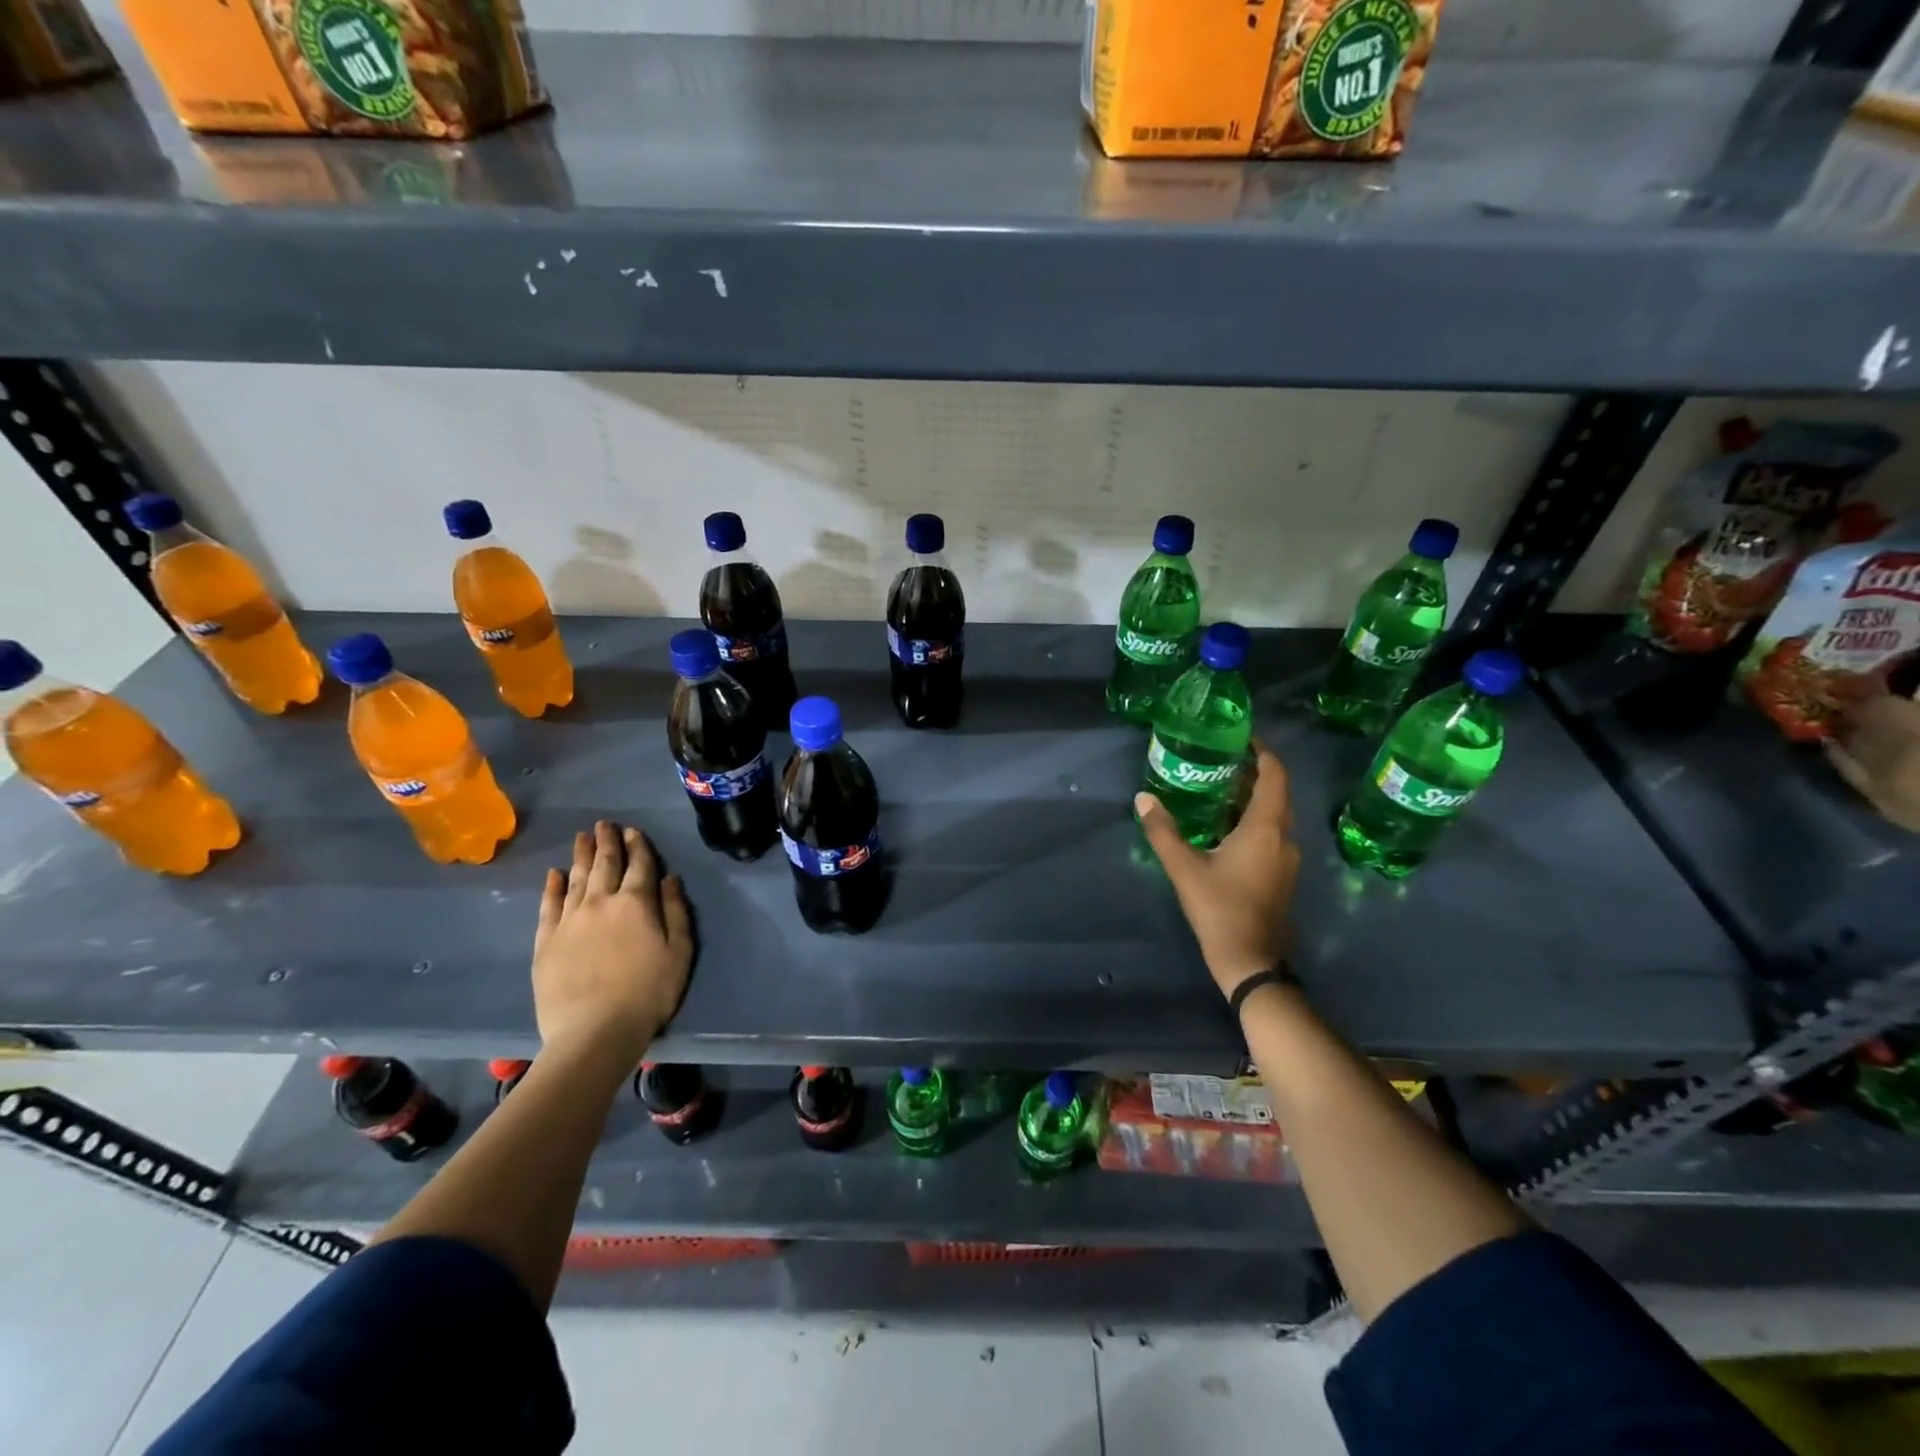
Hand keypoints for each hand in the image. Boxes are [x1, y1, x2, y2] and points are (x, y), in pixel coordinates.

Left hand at [532, 820, 692, 1062]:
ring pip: (576, 878)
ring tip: (582, 837)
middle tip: (604, 824)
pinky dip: (552, 886)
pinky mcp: (546, 941)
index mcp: (636, 903)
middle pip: (604, 864)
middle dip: (607, 842)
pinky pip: (549, 905)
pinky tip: (554, 874)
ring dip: (581, 855)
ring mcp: (569, 920)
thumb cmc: (648, 993)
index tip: (633, 831)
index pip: (639, 866)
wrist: (594, 1032)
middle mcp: (601, 902)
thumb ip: (676, 912)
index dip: (638, 846)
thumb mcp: (679, 953)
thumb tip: (669, 879)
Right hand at [1135, 742, 1300, 1000]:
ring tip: (1218, 786)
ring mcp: (1286, 859)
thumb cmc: (1219, 909)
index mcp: (1265, 828)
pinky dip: (1252, 820)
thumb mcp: (1184, 868)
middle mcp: (1283, 838)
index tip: (1243, 736)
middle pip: (1276, 793)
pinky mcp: (1281, 875)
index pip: (1274, 776)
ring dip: (1252, 798)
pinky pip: (1271, 834)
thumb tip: (1143, 798)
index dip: (1263, 752)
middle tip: (1222, 758)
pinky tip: (1224, 825)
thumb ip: (1163, 830)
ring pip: (1274, 815)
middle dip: (1253, 772)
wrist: (1250, 961)